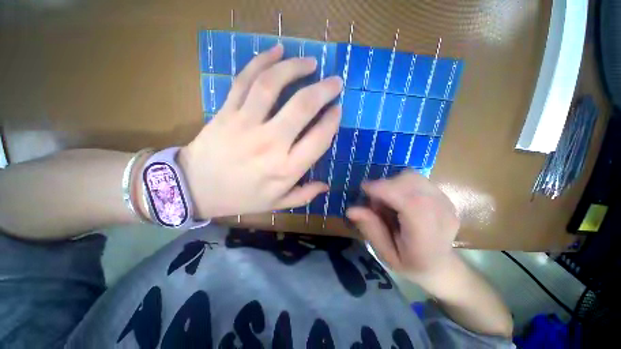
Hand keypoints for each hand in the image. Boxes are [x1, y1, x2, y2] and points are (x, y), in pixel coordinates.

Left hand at [179, 44, 342, 217]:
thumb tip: (326, 186)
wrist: (195, 188)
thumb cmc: (241, 198)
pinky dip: (261, 61)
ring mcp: (245, 124)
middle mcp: (269, 144)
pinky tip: (277, 51)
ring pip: (272, 85)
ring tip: (310, 63)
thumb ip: (304, 195)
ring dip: (294, 68)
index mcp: (285, 169)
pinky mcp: (226, 111)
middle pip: (301, 107)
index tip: (337, 110)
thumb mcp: (276, 203)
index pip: (318, 139)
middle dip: (323, 90)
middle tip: (335, 82)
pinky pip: (244, 80)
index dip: (331, 121)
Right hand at [346, 171, 459, 279]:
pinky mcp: (443, 195)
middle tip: (375, 202)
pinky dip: (400, 183)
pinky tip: (399, 199)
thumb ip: (371, 230)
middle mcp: (442, 215)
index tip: (364, 188)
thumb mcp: (385, 254)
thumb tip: (351, 210)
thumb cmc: (410, 263)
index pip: (411, 202)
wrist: (440, 265)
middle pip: (411, 182)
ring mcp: (445, 202)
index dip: (385, 189)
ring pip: (412, 176)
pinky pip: (416, 178)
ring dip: (392, 183)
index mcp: (427, 238)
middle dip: (385, 185)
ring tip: (388, 201)